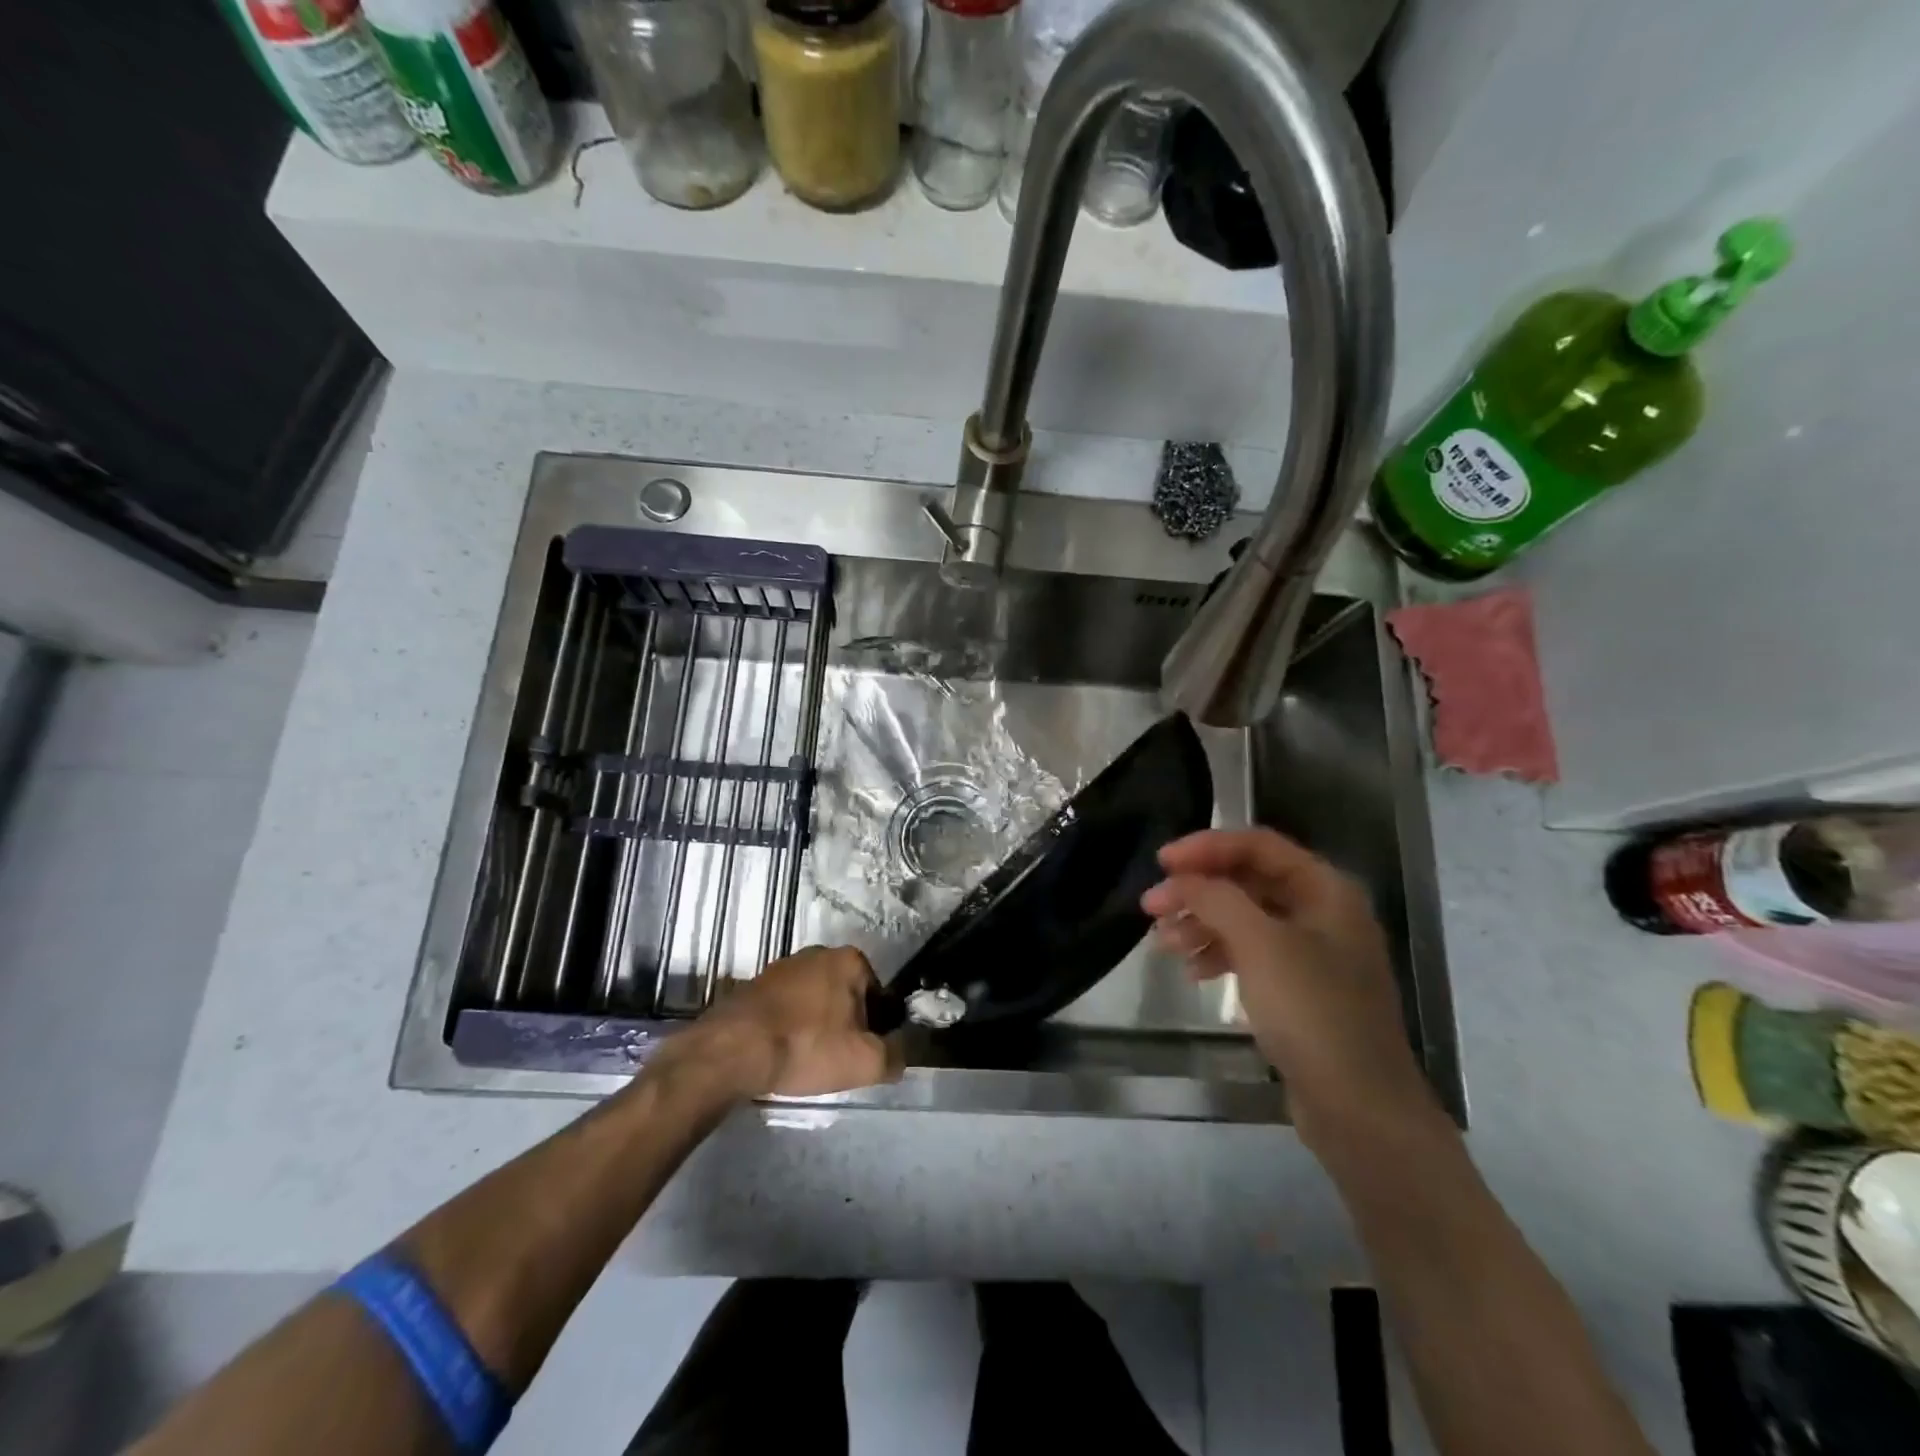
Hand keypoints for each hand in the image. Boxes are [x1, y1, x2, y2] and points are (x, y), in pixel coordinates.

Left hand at [675, 945, 900, 1100]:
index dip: (877, 1029)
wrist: (732, 1050)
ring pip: (815, 1002)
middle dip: (845, 1025)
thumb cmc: (807, 1047)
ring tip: (805, 1060)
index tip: (862, 1054)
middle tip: (835, 1060)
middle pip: (846, 996)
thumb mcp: (865, 1062)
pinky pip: (786, 1008)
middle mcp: (818, 953)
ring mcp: (783, 966)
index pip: (879, 996)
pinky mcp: (755, 984)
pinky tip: (781, 1053)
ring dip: (816, 1026)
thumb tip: (900, 1055)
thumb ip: (895, 1056)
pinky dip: (789, 1027)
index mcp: (850, 960)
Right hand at [1141, 828, 1436, 1147]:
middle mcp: (1323, 913)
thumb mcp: (1259, 944)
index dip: (1206, 847)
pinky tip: (1193, 972)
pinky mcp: (1301, 990)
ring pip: (1246, 919)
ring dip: (1202, 924)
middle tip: (1151, 908)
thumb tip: (1182, 878)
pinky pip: (1252, 954)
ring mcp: (1314, 954)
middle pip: (1249, 881)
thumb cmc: (1313, 1012)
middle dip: (1198, 890)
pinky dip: (1220, 954)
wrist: (1361, 1110)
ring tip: (1163, 944)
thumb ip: (1216, 899)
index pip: (1257, 845)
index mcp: (1325, 890)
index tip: (1161, 863)